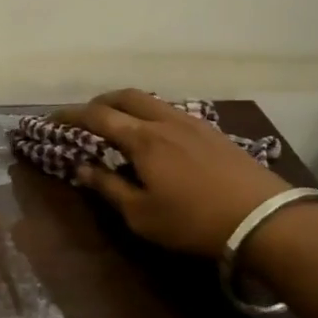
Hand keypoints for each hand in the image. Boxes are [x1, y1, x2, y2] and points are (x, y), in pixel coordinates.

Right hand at [54, 89, 289, 257]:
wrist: (264, 220)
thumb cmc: (194, 221)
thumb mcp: (141, 215)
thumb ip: (109, 187)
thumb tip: (83, 167)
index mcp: (142, 139)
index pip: (97, 116)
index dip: (71, 115)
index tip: (52, 119)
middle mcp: (164, 121)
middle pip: (125, 96)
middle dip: (100, 101)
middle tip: (86, 116)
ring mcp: (192, 123)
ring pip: (151, 101)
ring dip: (128, 106)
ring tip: (120, 123)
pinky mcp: (213, 132)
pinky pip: (172, 111)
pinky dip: (152, 114)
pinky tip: (157, 135)